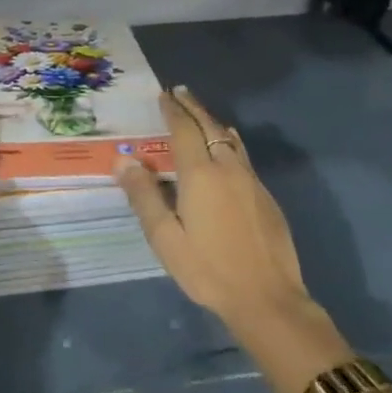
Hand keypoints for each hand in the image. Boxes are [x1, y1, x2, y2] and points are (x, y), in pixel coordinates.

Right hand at [116, 85, 311, 336]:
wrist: (268, 300)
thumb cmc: (208, 269)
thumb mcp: (166, 238)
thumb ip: (144, 196)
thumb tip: (123, 161)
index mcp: (200, 174)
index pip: (184, 130)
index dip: (173, 110)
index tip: (164, 94)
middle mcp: (227, 168)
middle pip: (209, 127)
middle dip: (193, 107)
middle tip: (180, 92)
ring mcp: (251, 182)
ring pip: (230, 140)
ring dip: (212, 122)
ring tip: (200, 114)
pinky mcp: (266, 197)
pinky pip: (242, 156)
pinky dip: (228, 142)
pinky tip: (226, 149)